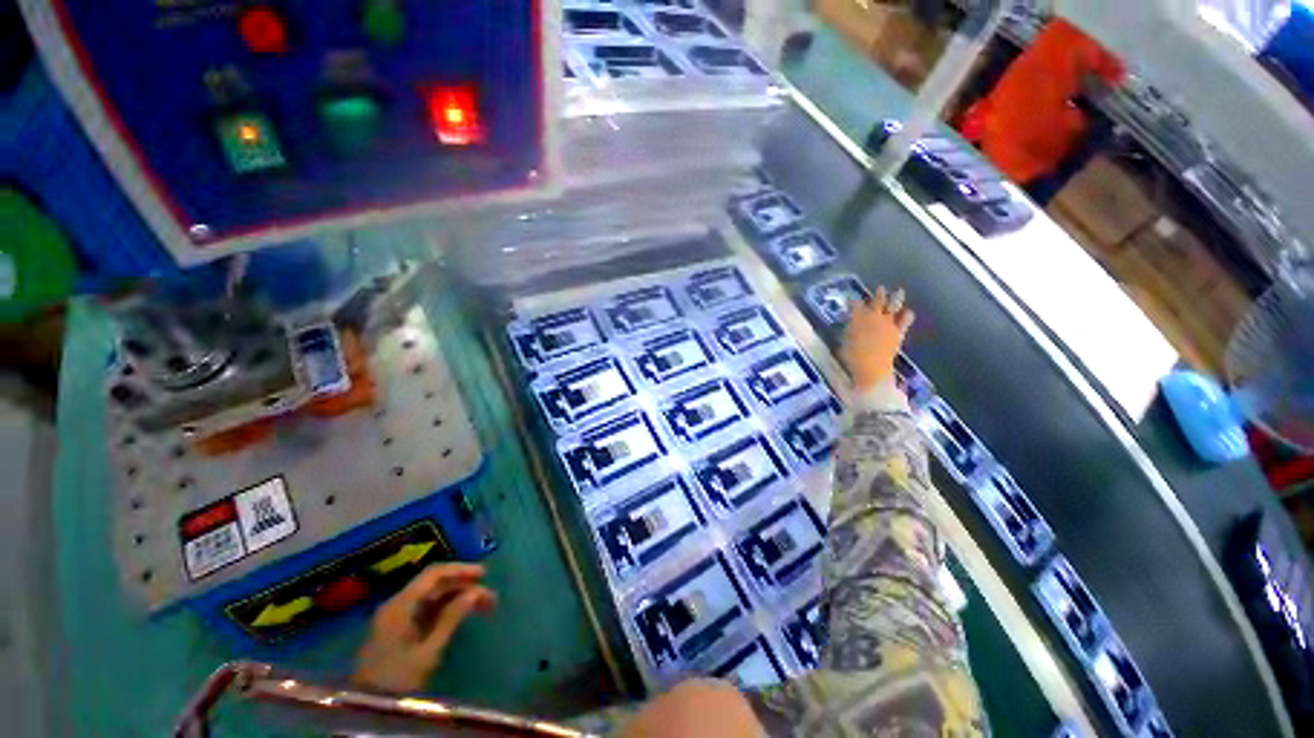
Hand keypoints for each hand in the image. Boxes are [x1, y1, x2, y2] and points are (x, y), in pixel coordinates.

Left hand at [353, 563, 496, 692]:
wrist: (369, 707)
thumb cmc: (398, 678)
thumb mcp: (428, 651)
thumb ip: (451, 618)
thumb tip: (475, 592)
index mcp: (401, 604)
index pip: (433, 574)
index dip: (460, 570)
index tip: (484, 574)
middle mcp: (399, 604)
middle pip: (435, 585)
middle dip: (464, 587)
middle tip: (489, 596)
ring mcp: (398, 617)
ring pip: (434, 598)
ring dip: (459, 598)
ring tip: (485, 606)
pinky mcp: (401, 629)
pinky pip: (428, 610)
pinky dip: (448, 609)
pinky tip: (465, 615)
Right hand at [840, 286, 914, 392]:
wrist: (871, 367)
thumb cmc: (852, 356)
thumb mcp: (843, 341)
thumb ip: (847, 330)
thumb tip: (849, 324)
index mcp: (858, 318)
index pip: (855, 305)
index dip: (853, 301)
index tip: (851, 300)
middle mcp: (874, 317)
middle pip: (876, 302)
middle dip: (877, 295)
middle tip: (880, 287)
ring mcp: (888, 323)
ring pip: (893, 306)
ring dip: (895, 298)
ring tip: (899, 291)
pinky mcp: (898, 331)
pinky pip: (905, 320)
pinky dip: (906, 315)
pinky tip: (908, 311)